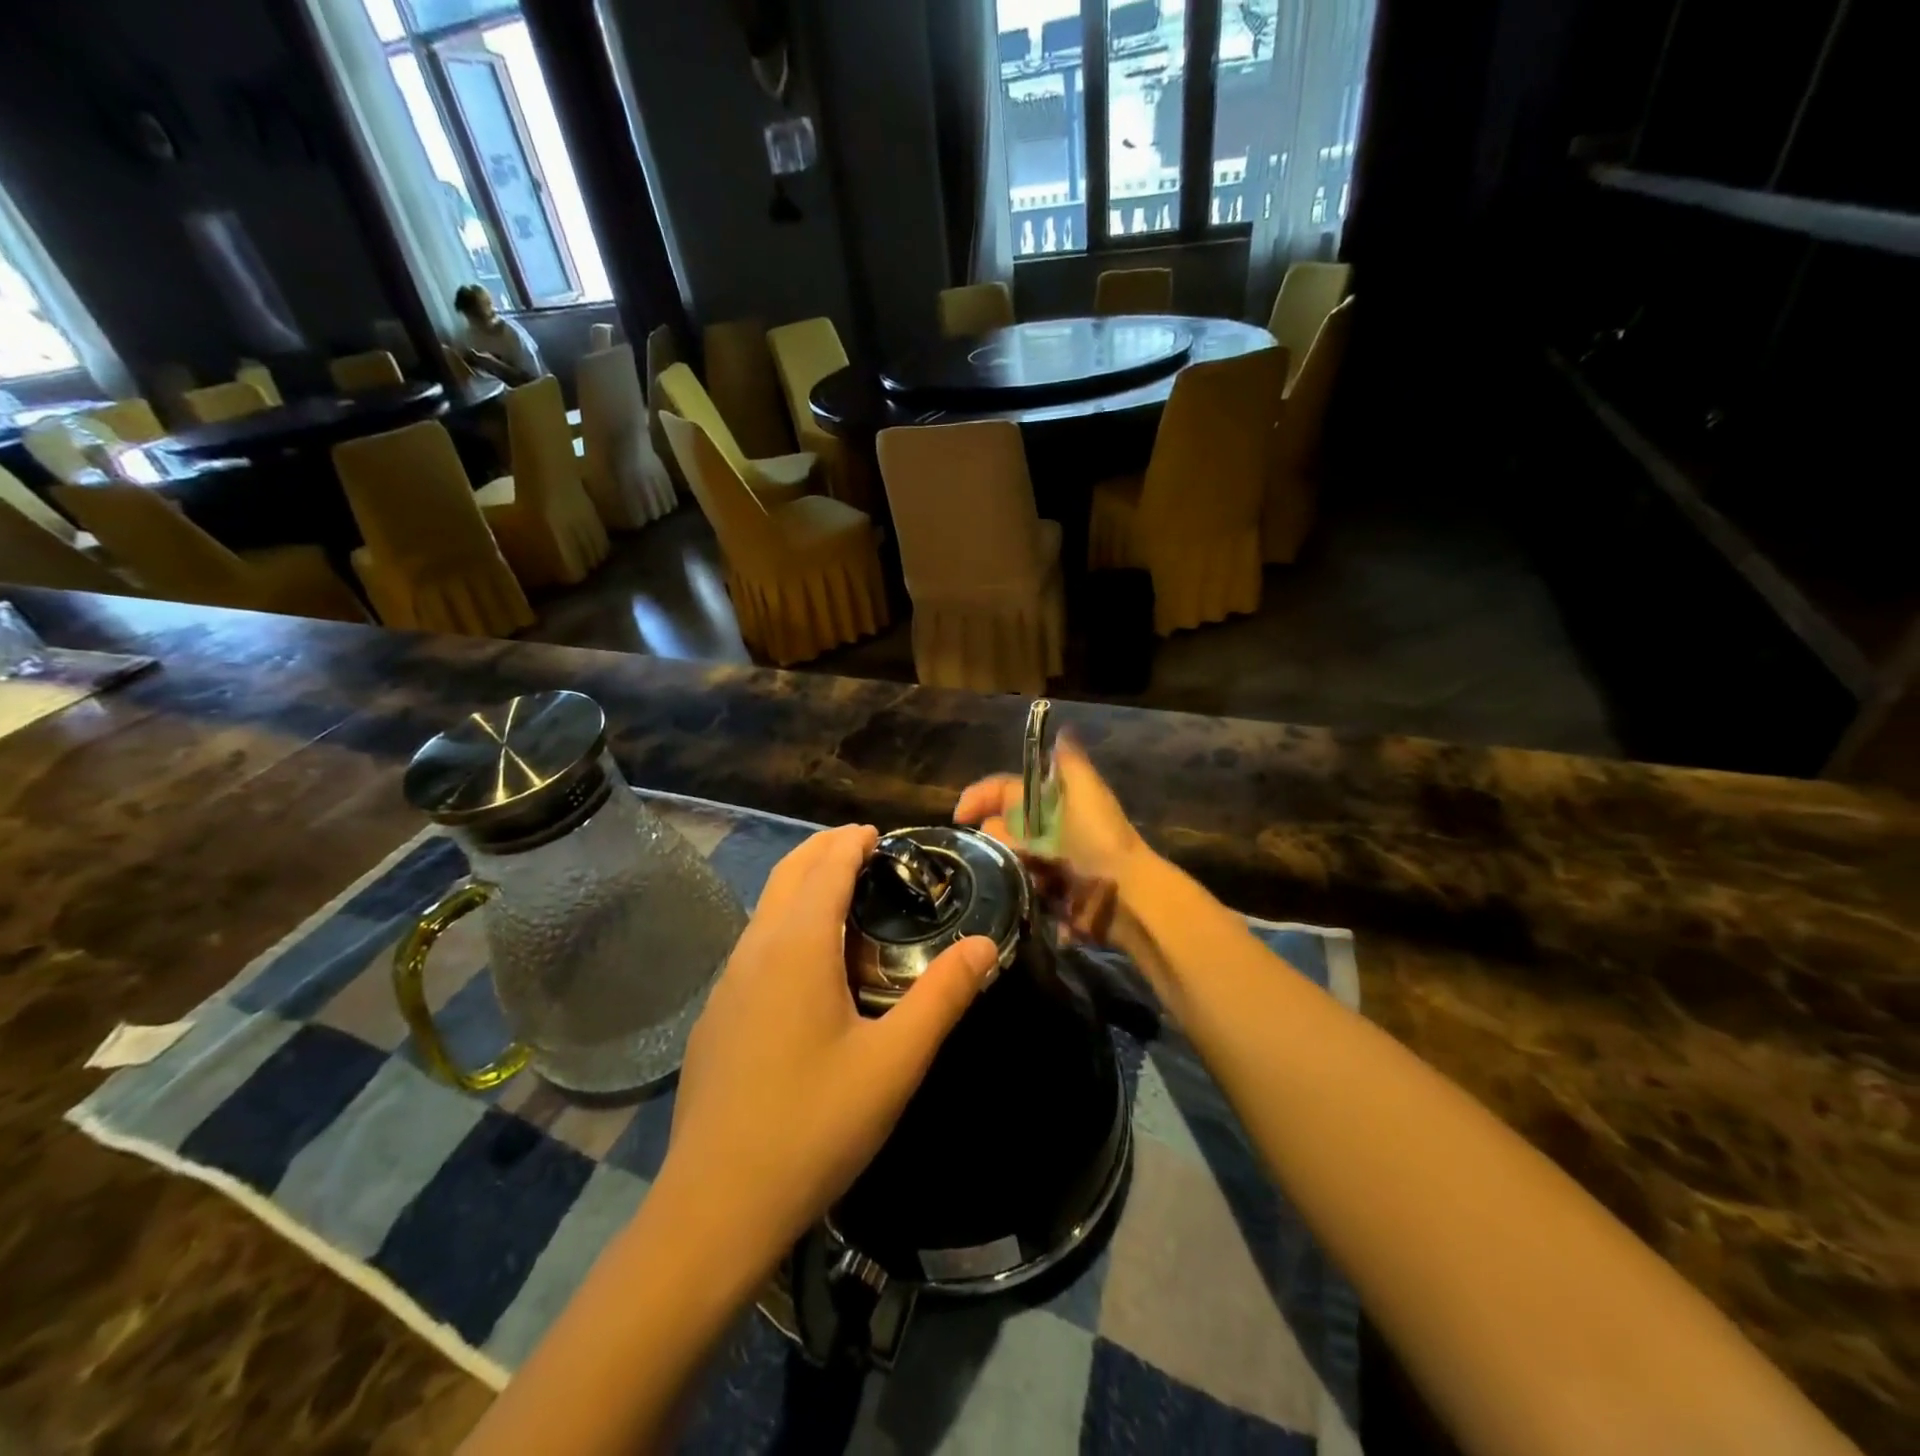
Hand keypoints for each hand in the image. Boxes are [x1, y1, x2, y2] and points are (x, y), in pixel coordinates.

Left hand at [658, 824, 998, 1269]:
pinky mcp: (715, 1016)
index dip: (852, 842)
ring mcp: (726, 984)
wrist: (715, 1206)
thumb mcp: (894, 1063)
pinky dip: (784, 921)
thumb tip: (986, 944)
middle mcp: (754, 950)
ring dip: (801, 884)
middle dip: (824, 849)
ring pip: (765, 907)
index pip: (825, 867)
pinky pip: (754, 944)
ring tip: (843, 896)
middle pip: (788, 873)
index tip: (882, 835)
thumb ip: (943, 997)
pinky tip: (807, 964)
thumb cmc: (814, 1126)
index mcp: (797, 947)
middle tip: (866, 850)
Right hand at [953, 734, 1151, 943]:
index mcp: (1052, 800)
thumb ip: (1071, 762)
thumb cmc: (1101, 839)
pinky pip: (1016, 885)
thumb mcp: (1088, 791)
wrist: (1125, 894)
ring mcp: (1045, 862)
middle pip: (1000, 825)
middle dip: (991, 835)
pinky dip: (1013, 885)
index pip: (1006, 791)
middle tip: (998, 849)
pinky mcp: (1046, 893)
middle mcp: (1046, 828)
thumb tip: (1061, 731)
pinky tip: (1014, 890)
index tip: (960, 816)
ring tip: (1007, 871)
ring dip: (1001, 862)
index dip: (981, 796)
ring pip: (1005, 856)